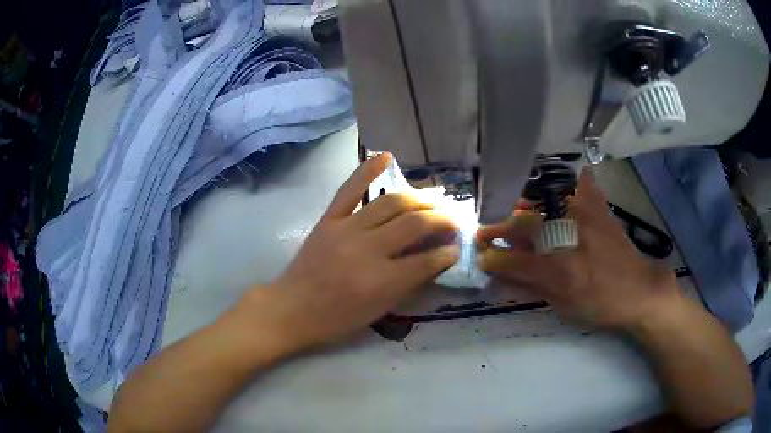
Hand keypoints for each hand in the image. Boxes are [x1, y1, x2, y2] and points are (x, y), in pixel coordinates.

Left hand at [238, 153, 459, 353]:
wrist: (293, 308)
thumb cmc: (337, 318)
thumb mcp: (379, 311)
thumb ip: (409, 283)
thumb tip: (435, 259)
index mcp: (381, 281)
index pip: (426, 260)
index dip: (447, 252)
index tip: (457, 246)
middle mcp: (367, 250)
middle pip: (414, 224)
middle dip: (441, 220)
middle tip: (453, 219)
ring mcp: (346, 229)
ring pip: (391, 202)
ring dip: (419, 198)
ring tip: (434, 199)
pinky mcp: (329, 219)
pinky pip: (350, 189)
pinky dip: (368, 169)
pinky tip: (387, 156)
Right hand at [477, 167, 679, 331]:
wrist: (639, 291)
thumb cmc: (601, 305)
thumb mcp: (564, 307)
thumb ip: (533, 289)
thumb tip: (503, 278)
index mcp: (561, 271)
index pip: (516, 262)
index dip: (494, 259)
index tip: (479, 256)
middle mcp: (571, 240)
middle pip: (526, 226)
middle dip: (500, 228)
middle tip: (485, 232)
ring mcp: (587, 220)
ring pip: (548, 201)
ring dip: (525, 203)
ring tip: (515, 207)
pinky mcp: (602, 212)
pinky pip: (587, 188)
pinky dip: (580, 181)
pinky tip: (577, 177)